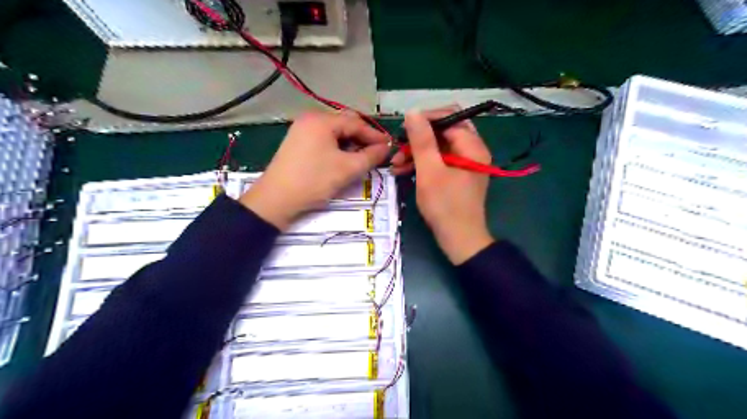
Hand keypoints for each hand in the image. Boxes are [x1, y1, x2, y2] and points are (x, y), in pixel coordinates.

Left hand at [241, 111, 390, 229]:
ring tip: (361, 158)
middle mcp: (310, 119)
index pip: (356, 123)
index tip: (389, 146)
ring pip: (334, 133)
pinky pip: (323, 140)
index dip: (375, 135)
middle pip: (344, 124)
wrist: (276, 199)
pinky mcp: (296, 143)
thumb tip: (386, 147)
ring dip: (350, 143)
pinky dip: (337, 147)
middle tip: (376, 153)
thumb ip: (370, 156)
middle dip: (362, 138)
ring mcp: (301, 130)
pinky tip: (343, 159)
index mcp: (322, 120)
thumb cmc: (314, 180)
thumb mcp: (347, 169)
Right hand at [392, 110, 494, 263]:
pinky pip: (438, 161)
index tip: (403, 130)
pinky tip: (403, 171)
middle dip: (418, 138)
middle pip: (443, 131)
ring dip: (416, 153)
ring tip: (395, 164)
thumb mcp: (430, 171)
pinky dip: (422, 164)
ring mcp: (464, 163)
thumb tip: (413, 112)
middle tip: (399, 147)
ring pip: (438, 147)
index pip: (449, 117)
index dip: (425, 120)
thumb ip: (422, 141)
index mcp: (472, 146)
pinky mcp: (457, 175)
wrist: (459, 240)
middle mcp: (472, 150)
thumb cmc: (445, 206)